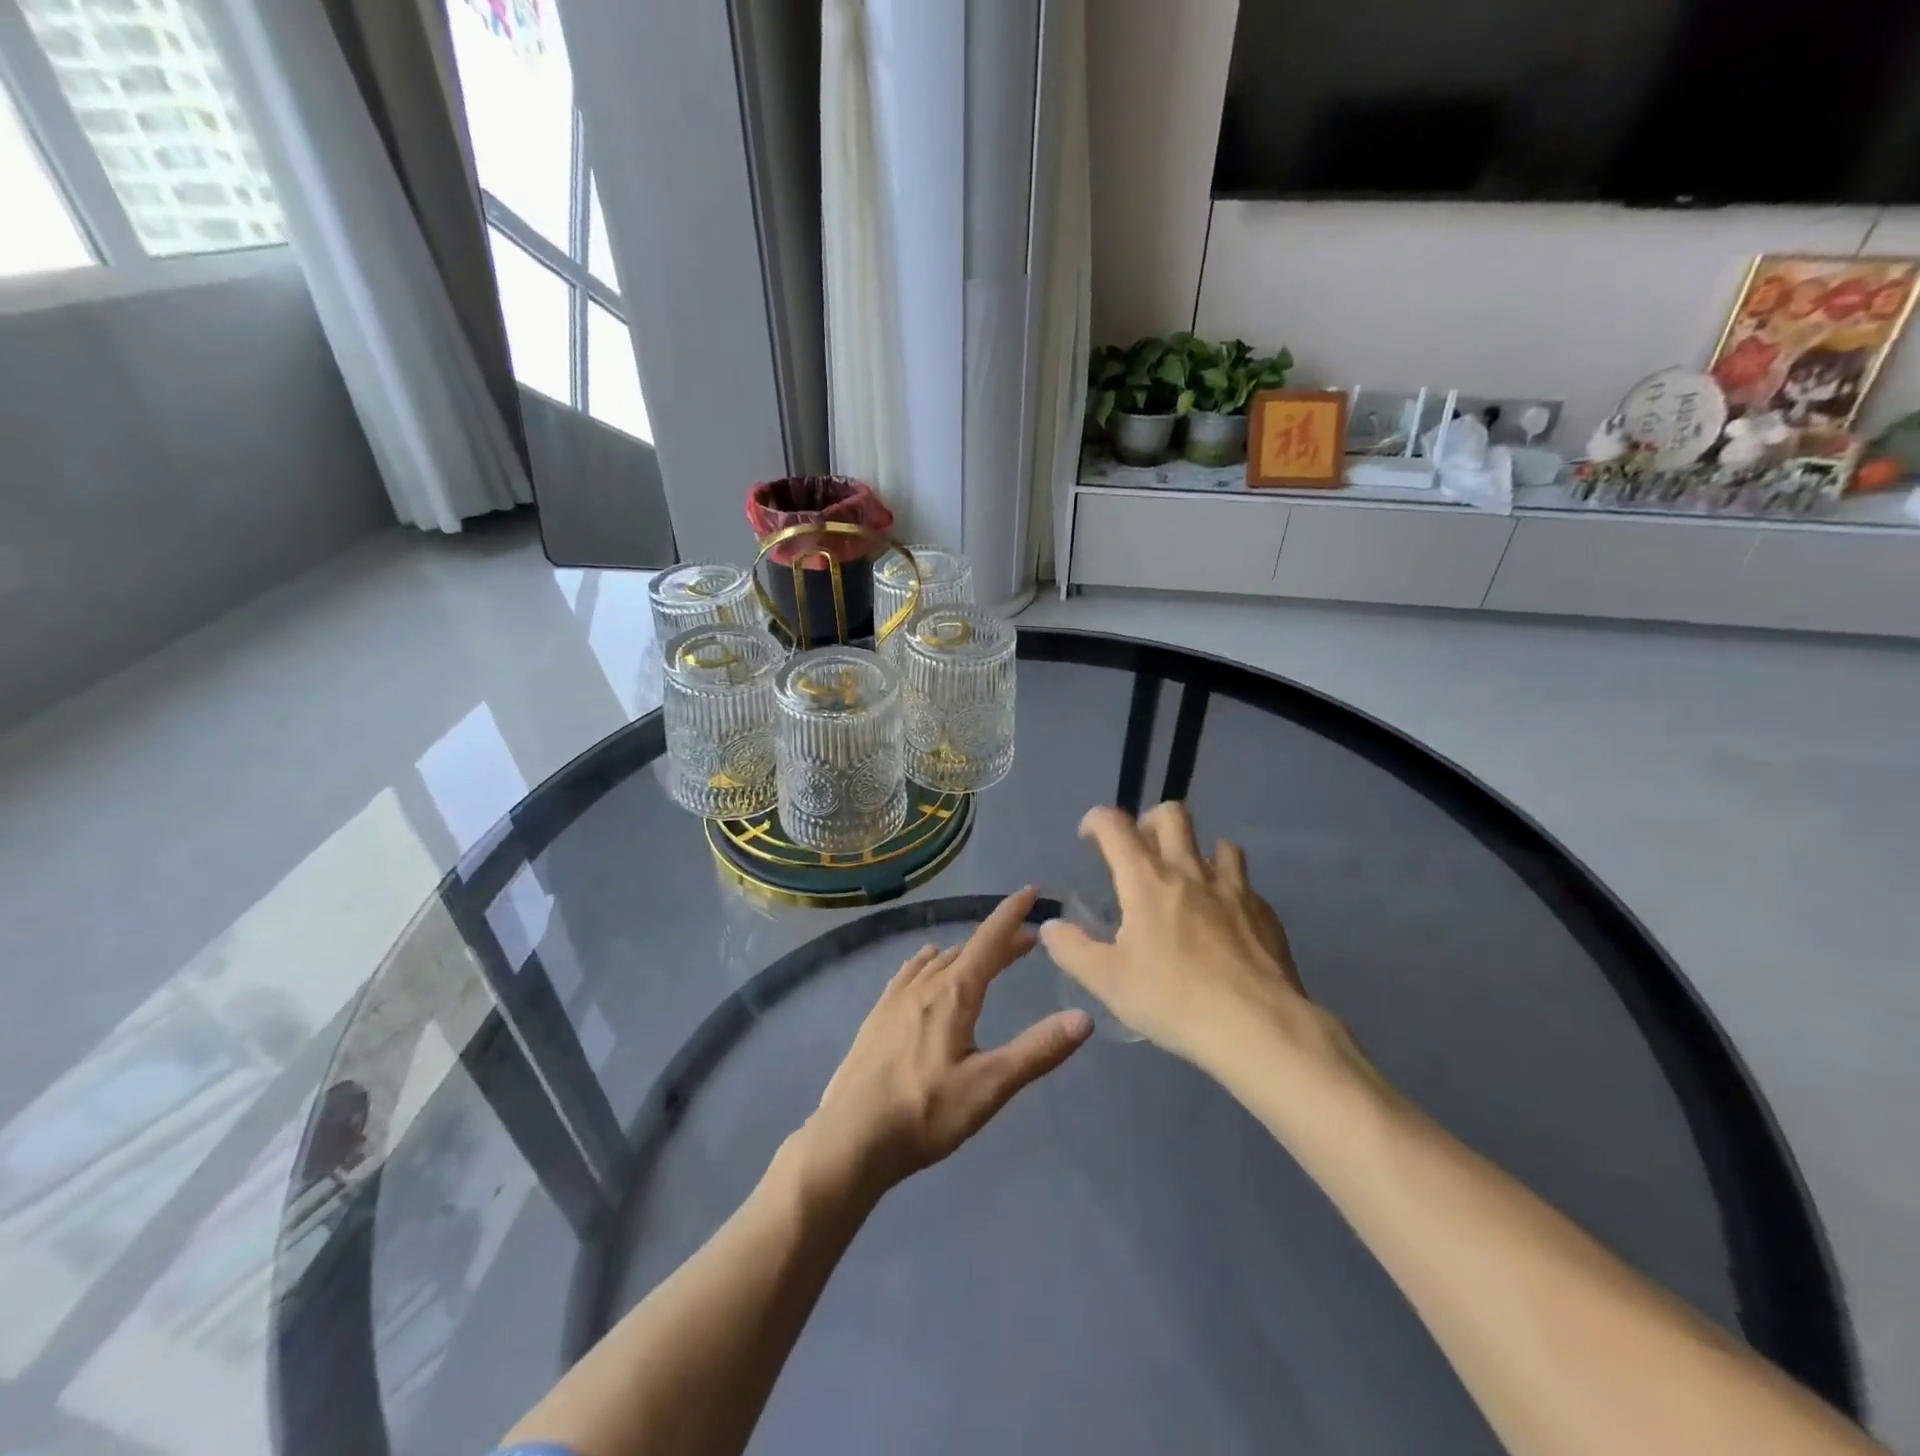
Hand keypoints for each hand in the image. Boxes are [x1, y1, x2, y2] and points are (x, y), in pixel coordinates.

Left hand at [795, 888, 1092, 1199]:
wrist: (849, 1138)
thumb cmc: (925, 1113)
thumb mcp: (990, 1086)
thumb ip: (1037, 1051)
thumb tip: (1084, 1017)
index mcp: (954, 993)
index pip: (990, 940)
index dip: (1012, 914)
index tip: (1032, 891)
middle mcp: (924, 985)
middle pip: (967, 950)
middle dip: (998, 941)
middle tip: (1026, 942)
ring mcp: (895, 999)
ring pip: (938, 961)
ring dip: (966, 953)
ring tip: (983, 956)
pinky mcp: (877, 1017)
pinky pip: (910, 973)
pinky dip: (930, 963)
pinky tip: (924, 968)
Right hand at [1041, 803, 1352, 1073]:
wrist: (1258, 1027)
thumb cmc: (1174, 1000)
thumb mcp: (1107, 981)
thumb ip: (1072, 949)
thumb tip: (1050, 926)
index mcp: (1147, 880)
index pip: (1116, 825)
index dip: (1097, 820)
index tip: (1089, 837)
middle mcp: (1190, 871)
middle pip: (1172, 815)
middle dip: (1149, 821)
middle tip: (1138, 852)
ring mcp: (1233, 888)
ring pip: (1217, 843)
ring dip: (1196, 851)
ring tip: (1186, 881)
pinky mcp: (1264, 912)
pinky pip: (1243, 883)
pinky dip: (1227, 888)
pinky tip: (1223, 920)